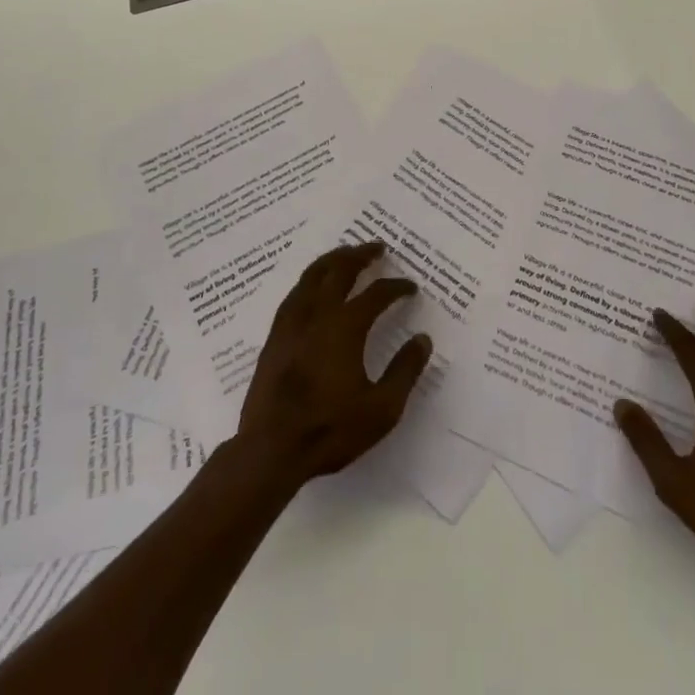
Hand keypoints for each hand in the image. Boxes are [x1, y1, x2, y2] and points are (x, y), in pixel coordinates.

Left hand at [236, 242, 432, 486]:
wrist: (271, 449)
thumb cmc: (330, 430)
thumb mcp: (381, 409)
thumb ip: (405, 371)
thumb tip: (423, 340)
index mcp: (346, 327)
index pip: (376, 293)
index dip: (396, 287)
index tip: (410, 287)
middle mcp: (318, 314)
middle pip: (340, 269)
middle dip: (361, 254)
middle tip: (377, 246)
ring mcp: (292, 321)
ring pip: (313, 274)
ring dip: (334, 259)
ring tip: (346, 254)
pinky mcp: (275, 335)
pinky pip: (295, 291)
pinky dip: (311, 278)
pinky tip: (314, 284)